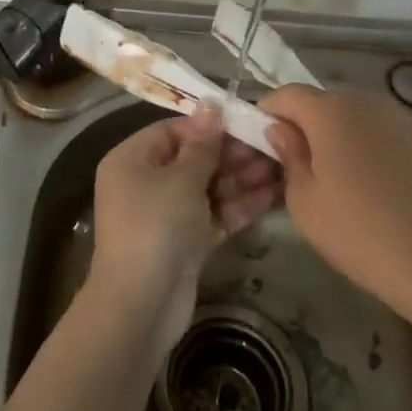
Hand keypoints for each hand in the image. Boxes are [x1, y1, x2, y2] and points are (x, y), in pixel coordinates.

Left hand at [89, 109, 277, 349]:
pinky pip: (213, 215)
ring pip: (207, 188)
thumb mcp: (181, 179)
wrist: (142, 306)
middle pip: (193, 159)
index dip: (209, 126)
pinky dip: (238, 207)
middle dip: (232, 155)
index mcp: (132, 159)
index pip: (173, 131)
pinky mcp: (184, 242)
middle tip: (271, 148)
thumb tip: (211, 104)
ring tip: (280, 168)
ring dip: (240, 179)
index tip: (246, 122)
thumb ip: (202, 144)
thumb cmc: (156, 227)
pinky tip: (271, 195)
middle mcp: (145, 182)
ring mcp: (165, 215)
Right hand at [261, 85, 411, 317]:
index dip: (267, 113)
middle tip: (292, 167)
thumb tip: (281, 131)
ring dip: (333, 139)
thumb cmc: (362, 232)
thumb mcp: (305, 203)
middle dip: (301, 127)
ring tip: (331, 182)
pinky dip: (363, 150)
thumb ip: (288, 158)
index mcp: (329, 111)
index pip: (285, 95)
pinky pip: (377, 135)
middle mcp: (364, 102)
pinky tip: (367, 189)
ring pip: (350, 119)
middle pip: (320, 104)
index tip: (259, 143)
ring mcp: (397, 120)